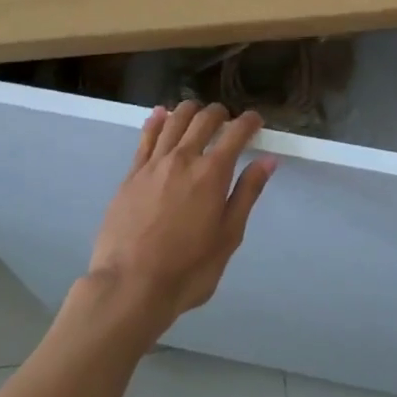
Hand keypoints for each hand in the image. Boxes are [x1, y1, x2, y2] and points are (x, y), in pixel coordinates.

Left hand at [86, 102, 274, 330]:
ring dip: (189, 110)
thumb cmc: (188, 269)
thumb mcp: (228, 236)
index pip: (236, 133)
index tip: (256, 120)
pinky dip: (156, 121)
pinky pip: (145, 138)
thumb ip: (247, 194)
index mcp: (212, 173)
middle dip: (220, 113)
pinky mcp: (131, 175)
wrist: (129, 285)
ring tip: (197, 111)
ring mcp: (153, 164)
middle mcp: (183, 159)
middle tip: (228, 119)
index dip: (249, 122)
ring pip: (173, 121)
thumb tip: (267, 161)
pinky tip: (160, 115)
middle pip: (203, 120)